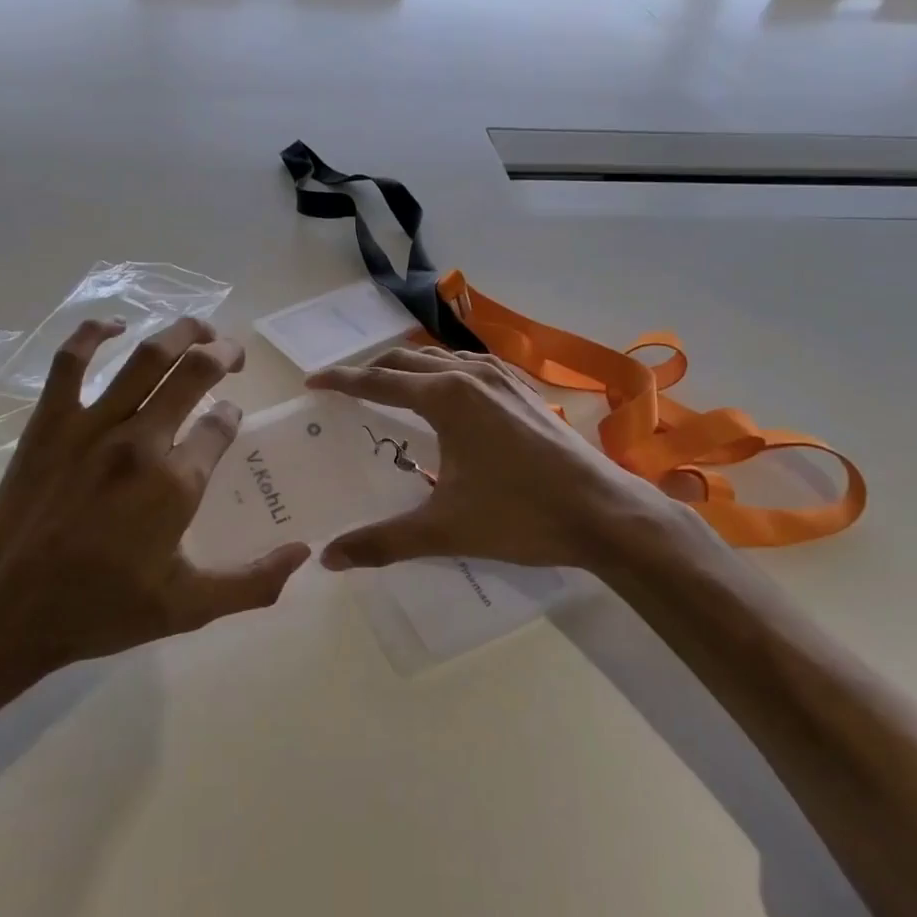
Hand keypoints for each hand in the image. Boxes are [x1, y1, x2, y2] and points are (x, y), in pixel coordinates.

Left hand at [0, 317, 307, 697]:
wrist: (5, 613)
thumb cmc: (99, 610)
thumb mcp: (188, 608)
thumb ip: (252, 582)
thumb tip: (304, 552)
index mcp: (176, 482)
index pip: (221, 426)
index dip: (232, 417)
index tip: (230, 422)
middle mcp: (141, 441)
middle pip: (195, 373)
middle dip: (223, 355)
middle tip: (233, 355)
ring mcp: (92, 425)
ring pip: (147, 356)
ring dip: (182, 332)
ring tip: (201, 328)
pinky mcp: (50, 421)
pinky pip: (71, 360)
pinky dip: (94, 333)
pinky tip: (115, 325)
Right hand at [306, 347, 712, 575]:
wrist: (605, 513)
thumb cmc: (521, 515)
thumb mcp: (445, 530)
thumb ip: (382, 542)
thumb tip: (328, 558)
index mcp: (445, 397)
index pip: (378, 381)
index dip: (341, 381)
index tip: (312, 383)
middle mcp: (470, 375)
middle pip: (406, 360)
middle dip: (371, 371)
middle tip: (347, 391)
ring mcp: (503, 377)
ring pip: (441, 358)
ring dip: (409, 368)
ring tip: (391, 389)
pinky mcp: (524, 389)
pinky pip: (471, 366)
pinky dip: (444, 372)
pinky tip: (450, 394)